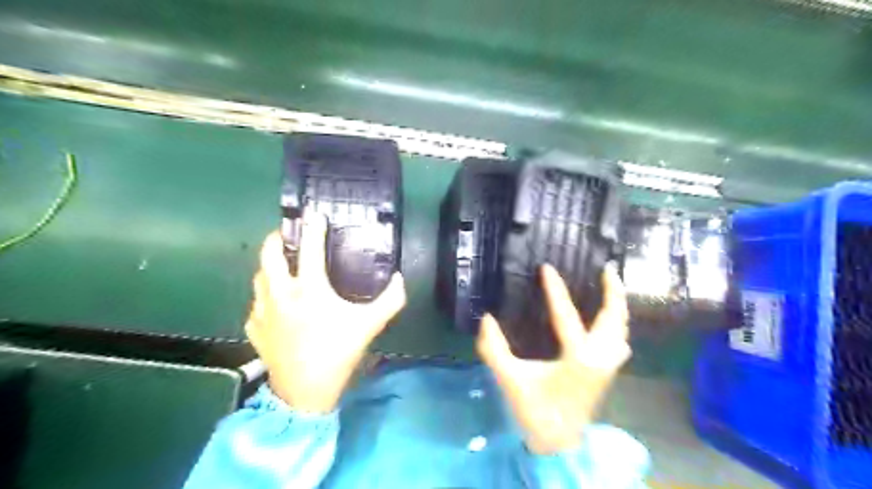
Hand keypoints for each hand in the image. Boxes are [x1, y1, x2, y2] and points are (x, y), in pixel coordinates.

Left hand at [246, 213, 406, 413]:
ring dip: (268, 266)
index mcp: (309, 290)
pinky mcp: (254, 328)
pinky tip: (276, 302)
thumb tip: (400, 279)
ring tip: (282, 265)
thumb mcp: (369, 326)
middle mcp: (281, 294)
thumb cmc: (337, 353)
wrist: (304, 392)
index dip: (313, 228)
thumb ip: (389, 301)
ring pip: (258, 277)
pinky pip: (256, 303)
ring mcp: (263, 311)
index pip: (309, 249)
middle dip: (276, 238)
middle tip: (286, 234)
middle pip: (268, 255)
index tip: (315, 214)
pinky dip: (264, 295)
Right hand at [476, 264, 626, 453]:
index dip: (555, 289)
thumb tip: (486, 319)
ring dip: (618, 308)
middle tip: (607, 268)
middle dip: (613, 292)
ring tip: (611, 288)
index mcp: (578, 358)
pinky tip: (609, 322)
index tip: (547, 267)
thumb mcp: (510, 379)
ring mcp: (607, 367)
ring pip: (621, 330)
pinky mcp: (607, 374)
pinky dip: (618, 325)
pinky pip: (620, 342)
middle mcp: (600, 359)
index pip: (566, 315)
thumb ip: (494, 349)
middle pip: (614, 319)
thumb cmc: (535, 411)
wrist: (558, 445)